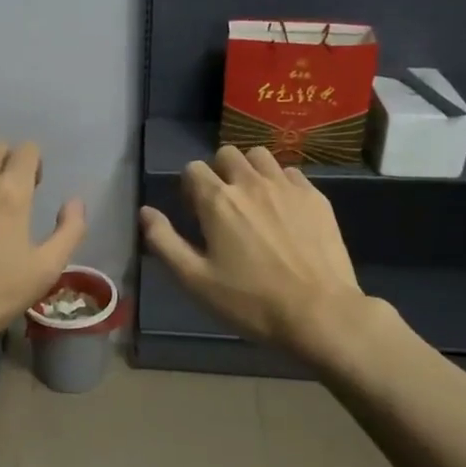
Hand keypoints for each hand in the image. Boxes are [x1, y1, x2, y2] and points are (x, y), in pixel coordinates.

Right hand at [140, 146, 375, 362]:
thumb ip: (164, 241)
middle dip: (219, 172)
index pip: (193, 169)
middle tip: (224, 206)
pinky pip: (291, 172)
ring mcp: (287, 186)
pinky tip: (284, 211)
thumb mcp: (195, 280)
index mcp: (217, 200)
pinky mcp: (316, 197)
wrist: (319, 313)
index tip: (196, 215)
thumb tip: (146, 212)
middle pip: (227, 154)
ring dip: (250, 171)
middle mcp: (250, 182)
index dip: (189, 188)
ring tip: (254, 201)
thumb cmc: (250, 301)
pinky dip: (280, 183)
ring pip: (260, 156)